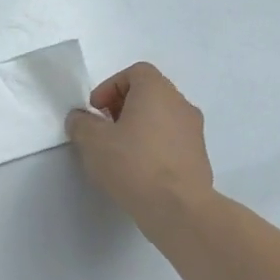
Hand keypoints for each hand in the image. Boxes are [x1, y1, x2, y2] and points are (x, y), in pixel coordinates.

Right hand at [64, 62, 213, 226]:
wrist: (178, 207)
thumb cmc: (132, 164)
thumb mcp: (92, 141)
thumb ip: (81, 123)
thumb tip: (81, 119)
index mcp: (157, 92)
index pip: (136, 72)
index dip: (111, 86)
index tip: (96, 110)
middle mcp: (180, 104)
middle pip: (149, 93)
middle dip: (122, 106)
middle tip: (103, 129)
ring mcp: (194, 131)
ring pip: (160, 116)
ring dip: (137, 126)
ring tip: (118, 151)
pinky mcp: (198, 155)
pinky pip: (170, 138)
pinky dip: (152, 144)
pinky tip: (136, 168)